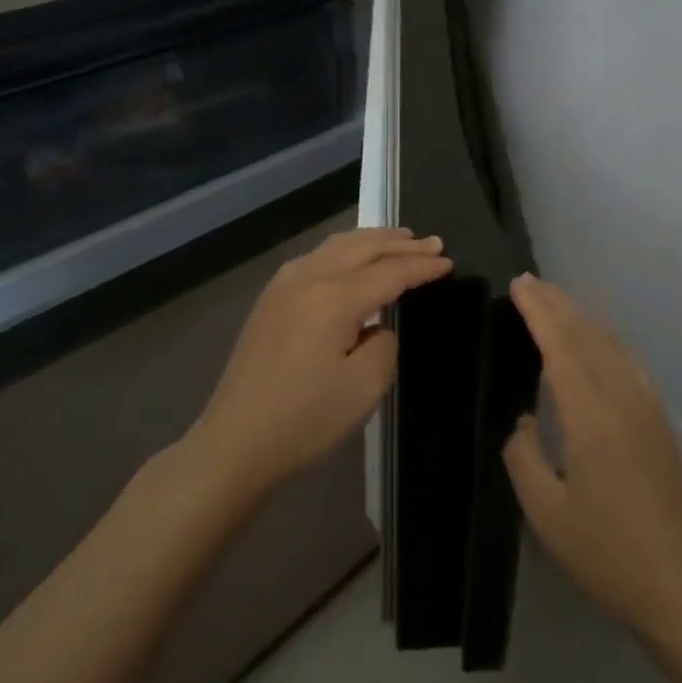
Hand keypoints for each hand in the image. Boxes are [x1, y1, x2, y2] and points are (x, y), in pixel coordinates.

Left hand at [188, 228, 450, 501]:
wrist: (233, 444)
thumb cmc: (304, 420)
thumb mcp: (365, 388)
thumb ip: (385, 344)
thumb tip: (377, 326)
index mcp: (335, 297)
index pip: (390, 272)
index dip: (421, 267)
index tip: (448, 262)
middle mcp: (310, 277)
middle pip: (365, 247)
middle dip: (402, 243)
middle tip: (432, 243)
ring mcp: (285, 283)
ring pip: (339, 245)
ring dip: (373, 240)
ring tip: (400, 239)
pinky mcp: (271, 297)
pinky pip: (318, 256)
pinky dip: (347, 249)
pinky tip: (355, 258)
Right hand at [502, 274, 681, 634]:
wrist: (675, 580)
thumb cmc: (604, 550)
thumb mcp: (546, 513)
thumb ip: (524, 457)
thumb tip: (524, 421)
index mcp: (590, 415)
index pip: (560, 345)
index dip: (538, 311)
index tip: (518, 286)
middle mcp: (620, 396)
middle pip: (586, 333)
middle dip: (556, 302)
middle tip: (529, 281)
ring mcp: (644, 402)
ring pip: (608, 340)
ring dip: (579, 314)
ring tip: (554, 298)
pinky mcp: (657, 414)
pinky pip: (625, 358)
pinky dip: (602, 336)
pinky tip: (594, 337)